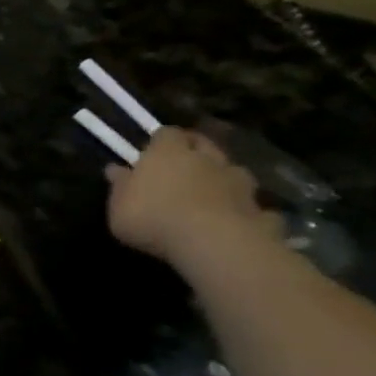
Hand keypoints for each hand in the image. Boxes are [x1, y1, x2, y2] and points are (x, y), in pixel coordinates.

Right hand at [106, 127, 278, 268]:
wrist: (212, 242)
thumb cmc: (152, 217)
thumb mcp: (118, 206)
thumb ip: (120, 186)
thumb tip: (116, 169)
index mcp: (168, 153)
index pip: (167, 134)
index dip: (160, 141)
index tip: (151, 152)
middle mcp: (206, 159)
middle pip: (204, 145)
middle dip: (196, 152)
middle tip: (183, 167)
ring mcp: (238, 182)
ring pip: (232, 171)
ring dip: (223, 179)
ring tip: (211, 195)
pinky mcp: (259, 208)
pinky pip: (251, 204)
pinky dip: (243, 209)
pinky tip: (236, 221)